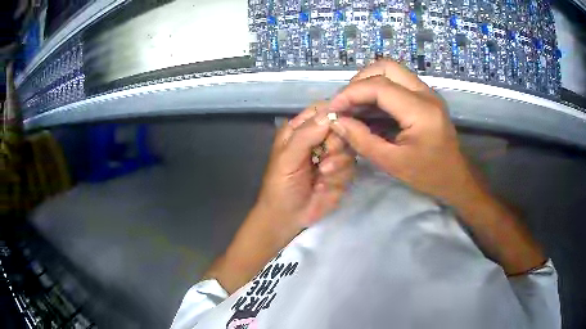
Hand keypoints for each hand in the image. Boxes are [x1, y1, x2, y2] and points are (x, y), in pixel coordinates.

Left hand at [256, 101, 355, 236]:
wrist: (287, 217)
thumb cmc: (280, 186)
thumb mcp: (287, 159)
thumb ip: (305, 136)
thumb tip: (330, 115)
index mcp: (300, 130)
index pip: (322, 110)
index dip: (334, 113)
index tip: (340, 124)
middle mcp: (318, 139)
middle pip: (342, 127)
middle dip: (335, 144)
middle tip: (323, 157)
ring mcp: (332, 156)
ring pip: (349, 148)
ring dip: (337, 164)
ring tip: (321, 175)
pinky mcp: (341, 173)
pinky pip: (351, 167)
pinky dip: (338, 177)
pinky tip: (323, 186)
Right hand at [328, 60, 480, 204]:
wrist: (455, 177)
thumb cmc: (428, 175)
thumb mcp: (392, 163)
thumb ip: (362, 140)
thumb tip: (336, 121)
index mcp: (421, 111)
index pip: (379, 86)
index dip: (351, 93)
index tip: (333, 108)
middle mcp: (426, 93)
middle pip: (386, 67)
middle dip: (360, 80)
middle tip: (346, 102)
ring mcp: (427, 92)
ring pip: (392, 69)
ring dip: (368, 81)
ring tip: (354, 103)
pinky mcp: (425, 96)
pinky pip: (398, 80)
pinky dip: (379, 88)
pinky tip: (369, 106)